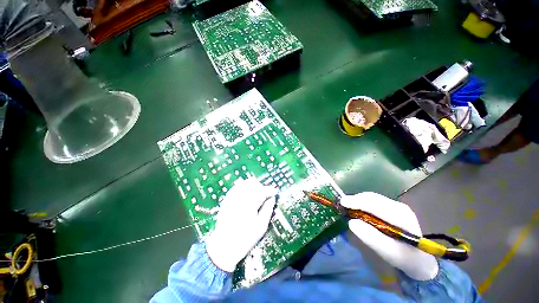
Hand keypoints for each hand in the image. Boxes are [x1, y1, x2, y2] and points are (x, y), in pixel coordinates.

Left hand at [206, 178, 276, 271]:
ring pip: (245, 184)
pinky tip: (247, 197)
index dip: (270, 190)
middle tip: (265, 196)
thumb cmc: (245, 239)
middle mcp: (239, 197)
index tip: (275, 191)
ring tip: (257, 196)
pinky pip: (237, 187)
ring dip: (253, 187)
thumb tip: (272, 198)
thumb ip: (268, 209)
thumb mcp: (261, 226)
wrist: (223, 247)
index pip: (262, 191)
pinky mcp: (226, 200)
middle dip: (261, 187)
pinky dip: (244, 189)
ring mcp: (231, 198)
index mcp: (249, 204)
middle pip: (253, 183)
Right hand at [340, 192, 438, 280]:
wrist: (419, 260)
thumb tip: (352, 222)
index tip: (342, 202)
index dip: (357, 202)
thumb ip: (372, 238)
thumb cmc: (405, 259)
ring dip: (358, 200)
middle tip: (342, 205)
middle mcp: (399, 206)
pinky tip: (357, 208)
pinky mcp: (392, 208)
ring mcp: (396, 206)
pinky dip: (362, 203)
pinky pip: (373, 201)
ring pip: (372, 198)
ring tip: (347, 206)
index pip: (376, 205)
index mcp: (402, 216)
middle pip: (372, 198)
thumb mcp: (389, 253)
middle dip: (355, 199)